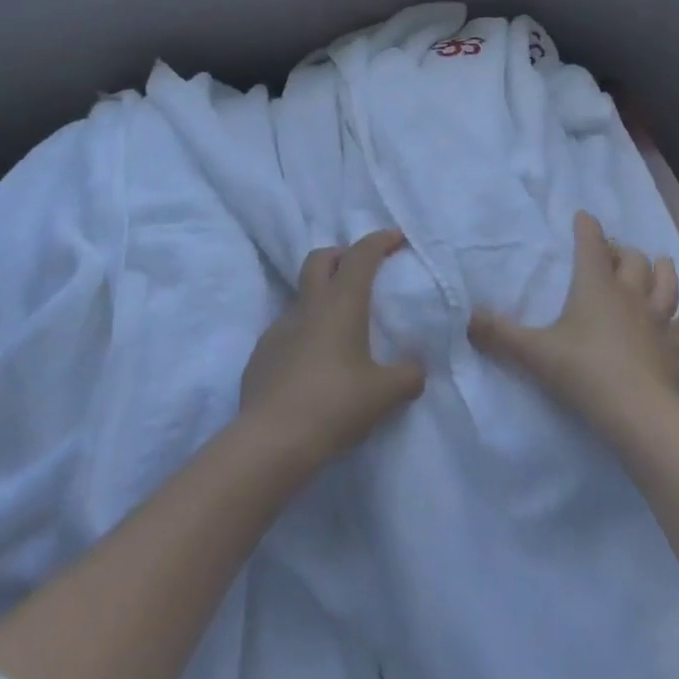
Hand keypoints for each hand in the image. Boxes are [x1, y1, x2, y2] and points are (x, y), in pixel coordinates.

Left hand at [241, 229, 426, 468]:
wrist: (271, 440)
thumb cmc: (335, 405)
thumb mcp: (384, 394)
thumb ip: (408, 376)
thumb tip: (417, 370)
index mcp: (341, 303)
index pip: (361, 255)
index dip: (379, 240)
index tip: (396, 238)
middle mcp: (308, 306)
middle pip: (320, 259)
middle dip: (341, 255)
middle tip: (360, 270)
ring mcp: (279, 328)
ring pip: (301, 296)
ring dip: (320, 299)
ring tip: (340, 329)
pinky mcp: (261, 354)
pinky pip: (287, 332)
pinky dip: (304, 335)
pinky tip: (314, 365)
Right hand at [469, 212, 678, 440]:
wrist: (639, 414)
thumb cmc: (584, 372)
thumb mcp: (534, 354)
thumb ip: (499, 335)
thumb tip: (468, 318)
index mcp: (595, 285)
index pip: (591, 244)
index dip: (587, 227)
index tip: (583, 217)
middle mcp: (629, 294)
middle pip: (632, 259)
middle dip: (621, 251)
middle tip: (610, 255)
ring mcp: (657, 319)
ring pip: (665, 282)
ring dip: (660, 270)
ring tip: (655, 266)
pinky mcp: (676, 348)